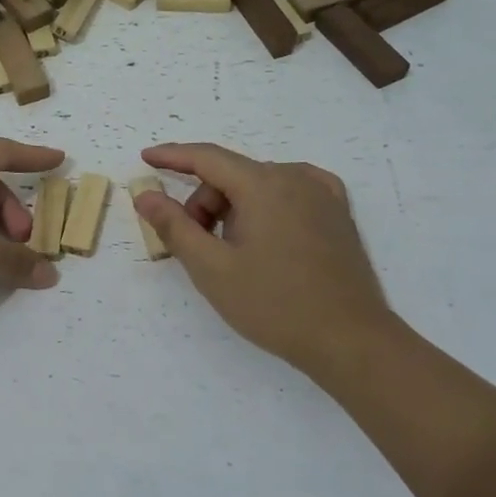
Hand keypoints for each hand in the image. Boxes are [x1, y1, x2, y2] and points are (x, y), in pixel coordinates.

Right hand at [133, 143, 392, 373]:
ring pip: (260, 185)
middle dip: (204, 203)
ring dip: (233, 208)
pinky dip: (266, 205)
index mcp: (263, 185)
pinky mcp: (338, 213)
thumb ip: (174, 226)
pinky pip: (290, 192)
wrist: (350, 340)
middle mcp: (295, 177)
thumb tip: (145, 194)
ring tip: (232, 254)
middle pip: (232, 175)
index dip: (172, 156)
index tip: (146, 158)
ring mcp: (322, 193)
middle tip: (194, 246)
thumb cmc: (274, 305)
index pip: (207, 158)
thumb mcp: (212, 268)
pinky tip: (263, 229)